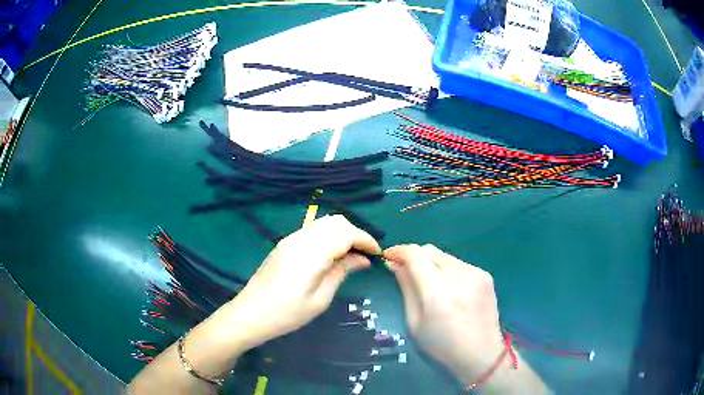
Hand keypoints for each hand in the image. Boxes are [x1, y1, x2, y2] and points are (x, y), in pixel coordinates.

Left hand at [224, 215, 380, 350]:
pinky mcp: (284, 244)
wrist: (250, 313)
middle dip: (355, 233)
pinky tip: (332, 255)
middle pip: (336, 221)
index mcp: (311, 253)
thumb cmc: (286, 314)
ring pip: (324, 223)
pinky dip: (328, 236)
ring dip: (342, 233)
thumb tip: (362, 259)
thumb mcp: (320, 299)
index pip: (346, 234)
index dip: (366, 240)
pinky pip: (312, 231)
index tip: (378, 254)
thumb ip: (341, 272)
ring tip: (351, 255)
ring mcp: (290, 239)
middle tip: (365, 255)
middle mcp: (300, 239)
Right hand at [384, 244, 504, 381]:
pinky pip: (458, 264)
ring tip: (428, 282)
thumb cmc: (442, 345)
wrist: (482, 353)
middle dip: (413, 256)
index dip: (399, 251)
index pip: (415, 255)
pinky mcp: (485, 275)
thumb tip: (396, 265)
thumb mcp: (415, 322)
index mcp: (438, 292)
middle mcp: (459, 275)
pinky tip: (448, 289)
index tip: (388, 257)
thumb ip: (406, 289)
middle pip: (429, 250)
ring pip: (444, 255)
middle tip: (404, 270)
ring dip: (430, 263)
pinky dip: (446, 270)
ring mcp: (475, 273)